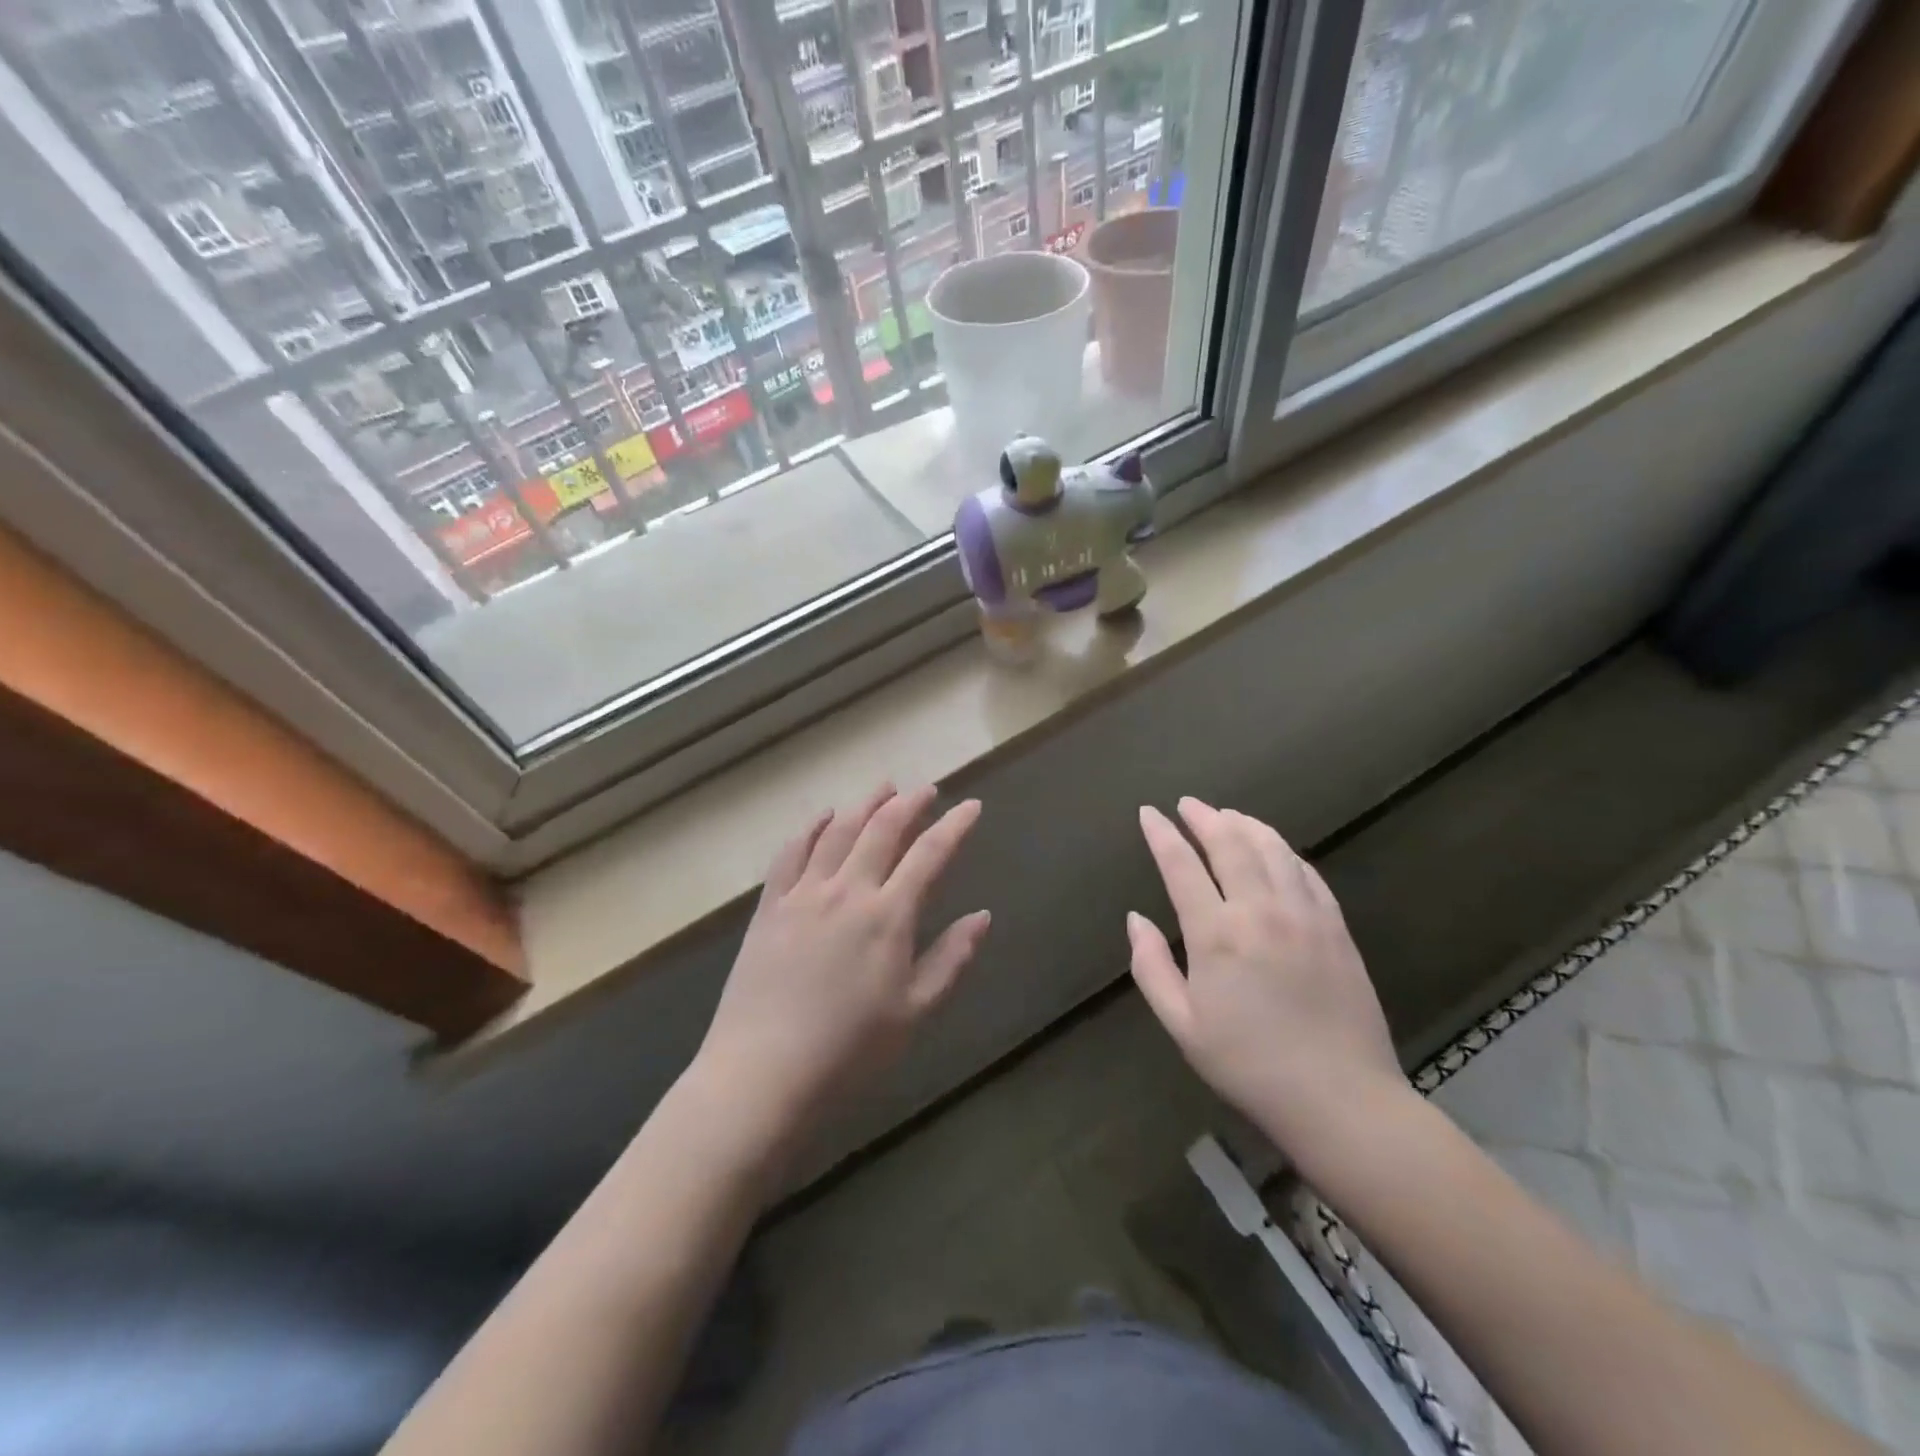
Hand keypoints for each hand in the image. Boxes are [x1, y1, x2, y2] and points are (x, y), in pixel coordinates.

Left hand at [693, 784, 989, 1172]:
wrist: (763, 1071)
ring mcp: (803, 894)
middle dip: (910, 803)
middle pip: (882, 829)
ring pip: (838, 832)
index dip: (954, 826)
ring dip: (864, 805)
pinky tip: (822, 817)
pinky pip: (791, 852)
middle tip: (927, 790)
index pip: (929, 855)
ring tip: (883, 788)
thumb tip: (983, 916)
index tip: (972, 807)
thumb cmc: (850, 1050)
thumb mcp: (914, 1011)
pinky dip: (810, 828)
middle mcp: (847, 891)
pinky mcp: (770, 906)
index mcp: (888, 916)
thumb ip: (951, 958)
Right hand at [1128, 798, 1408, 1174]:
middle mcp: (1260, 911)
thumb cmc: (1248, 1065)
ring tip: (1228, 815)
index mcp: (1216, 934)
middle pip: (1230, 844)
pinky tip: (1275, 849)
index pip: (1182, 866)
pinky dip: (1285, 851)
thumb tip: (1136, 918)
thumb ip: (1151, 966)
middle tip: (1188, 804)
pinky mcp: (1336, 927)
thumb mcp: (1182, 1024)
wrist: (1340, 1100)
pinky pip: (1307, 873)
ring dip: (1246, 825)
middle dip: (1204, 817)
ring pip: (1272, 849)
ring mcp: (1304, 915)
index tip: (1149, 813)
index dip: (1162, 835)